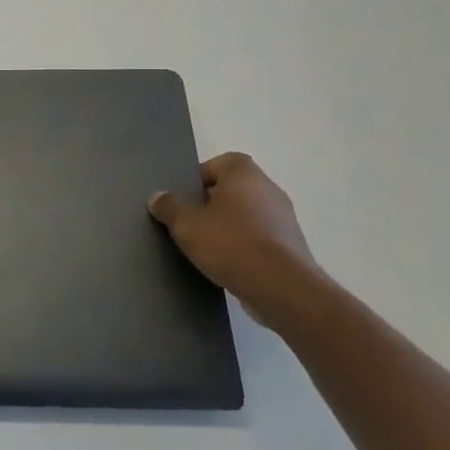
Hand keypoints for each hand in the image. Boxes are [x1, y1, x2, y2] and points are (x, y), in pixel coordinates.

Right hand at [149, 153, 323, 325]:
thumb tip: (158, 197)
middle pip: (233, 189)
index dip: (199, 178)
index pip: (220, 163)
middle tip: (189, 223)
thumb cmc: (230, 243)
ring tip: (206, 248)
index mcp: (244, 175)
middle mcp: (269, 189)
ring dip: (228, 227)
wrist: (281, 287)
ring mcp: (284, 218)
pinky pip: (259, 237)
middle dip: (210, 204)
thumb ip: (169, 207)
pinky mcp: (290, 246)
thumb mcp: (186, 224)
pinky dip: (244, 246)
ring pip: (247, 214)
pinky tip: (228, 264)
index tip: (184, 199)